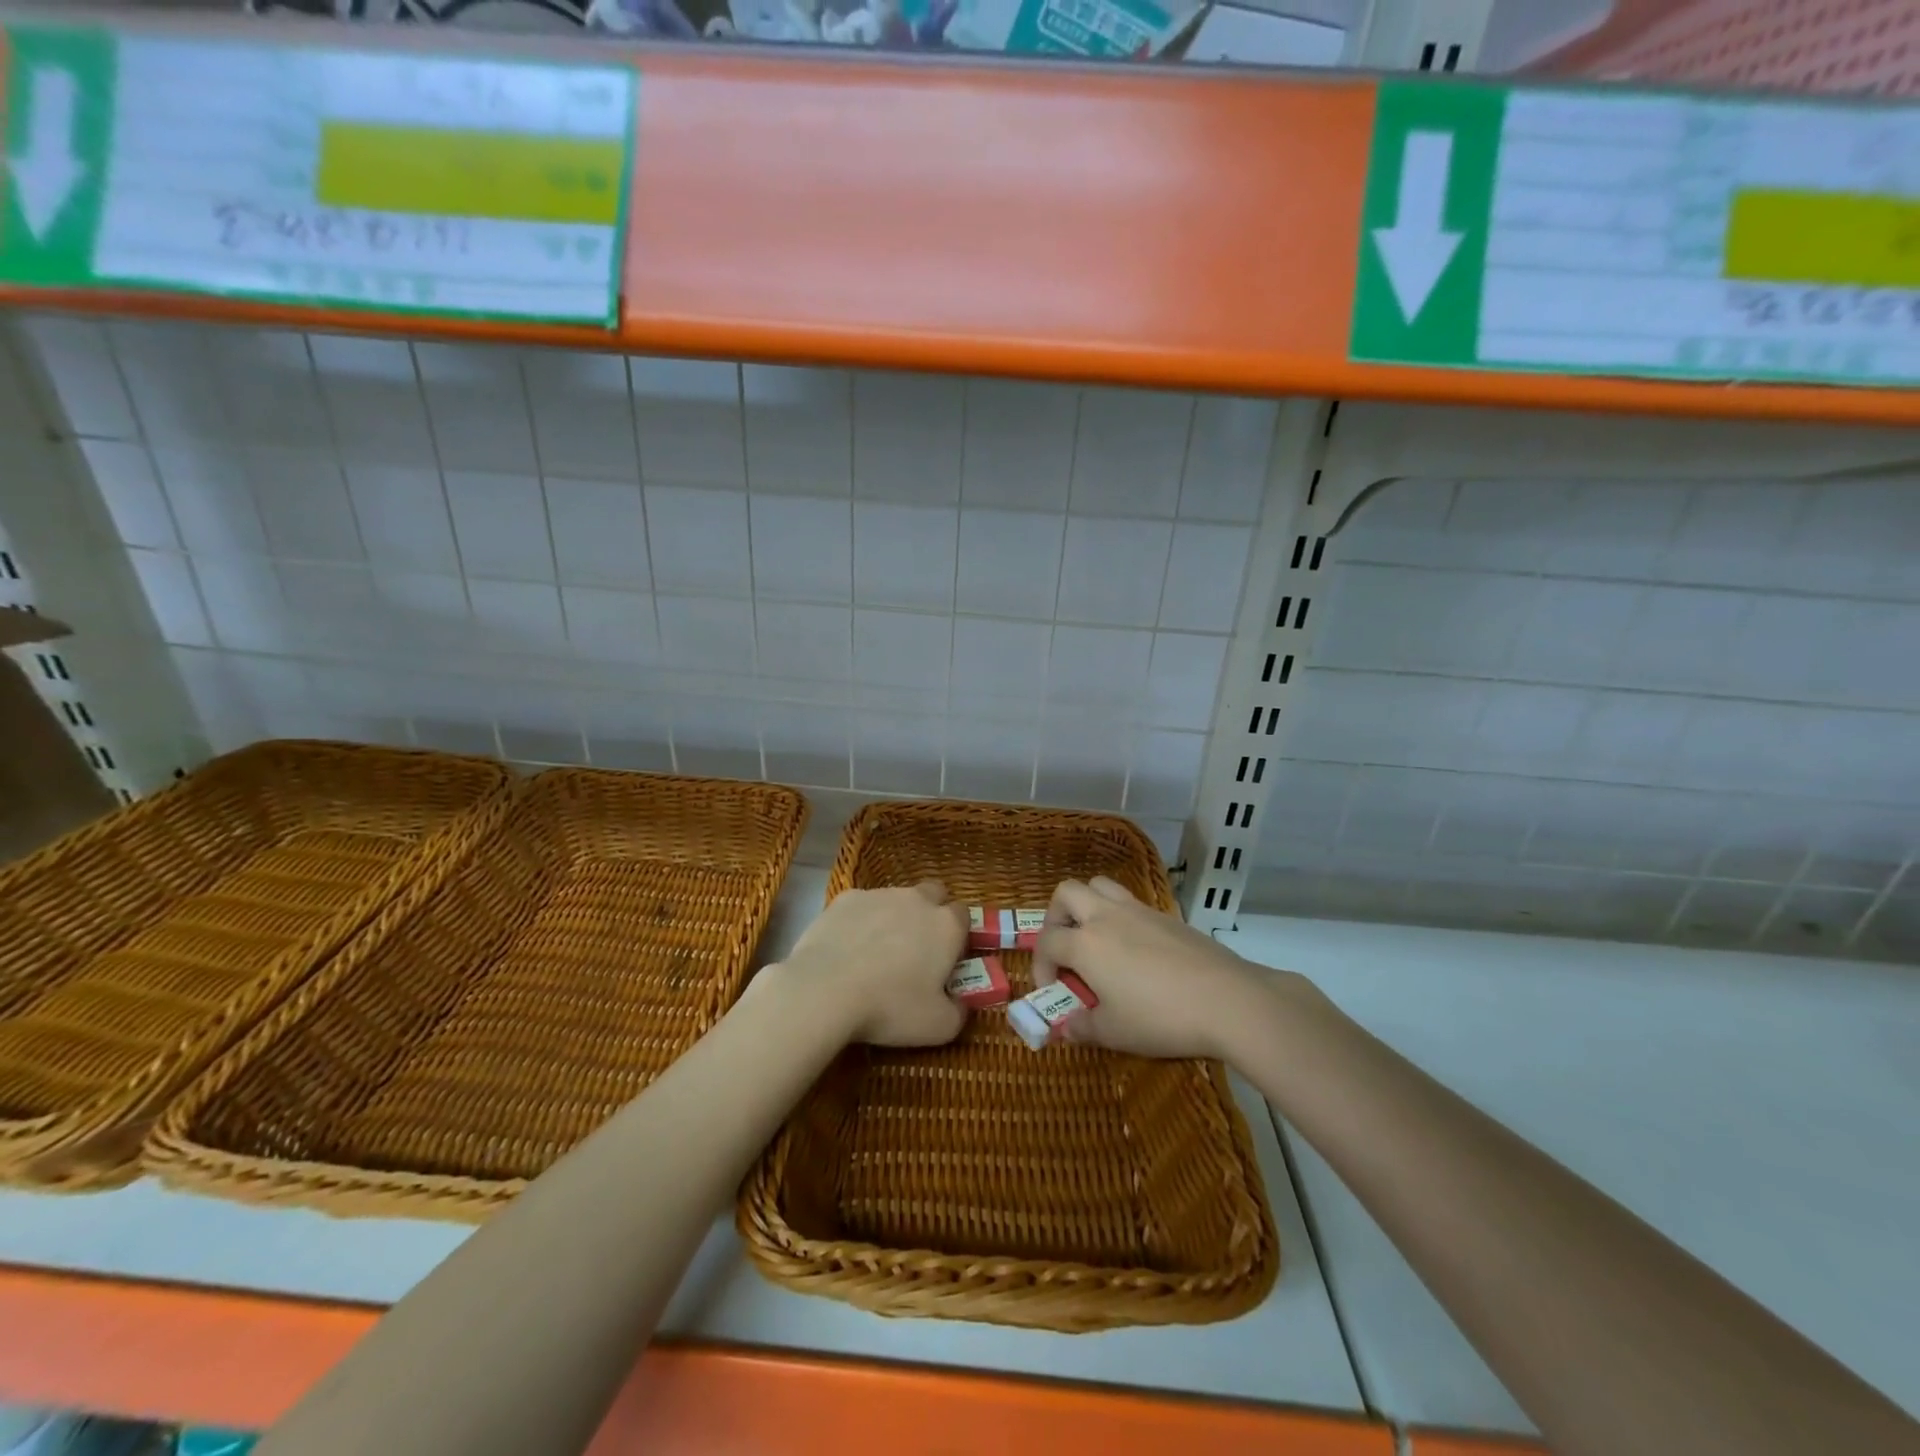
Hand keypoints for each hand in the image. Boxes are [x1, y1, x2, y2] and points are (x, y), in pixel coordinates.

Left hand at [776, 880, 968, 1047]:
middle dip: (931, 912)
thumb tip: (960, 1004)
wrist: (825, 990)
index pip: (964, 915)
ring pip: (896, 898)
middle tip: (918, 947)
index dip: (958, 935)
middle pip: (934, 894)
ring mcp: (879, 895)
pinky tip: (848, 948)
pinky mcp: (845, 898)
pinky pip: (861, 905)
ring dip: (895, 916)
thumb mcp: (938, 1026)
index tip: (948, 957)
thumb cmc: (890, 1008)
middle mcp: (917, 900)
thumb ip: (959, 1012)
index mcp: (946, 925)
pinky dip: (860, 921)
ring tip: (877, 952)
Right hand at [1031, 877, 1279, 1061]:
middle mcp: (1106, 916)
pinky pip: (1131, 902)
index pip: (1046, 941)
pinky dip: (1120, 917)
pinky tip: (1135, 951)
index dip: (1040, 965)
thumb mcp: (1114, 1032)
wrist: (1228, 1000)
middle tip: (1065, 948)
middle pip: (1067, 893)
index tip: (1052, 991)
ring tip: (1096, 939)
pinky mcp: (1167, 916)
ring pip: (1100, 886)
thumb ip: (1082, 1027)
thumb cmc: (1161, 1017)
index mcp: (1085, 943)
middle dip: (1056, 917)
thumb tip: (1066, 1028)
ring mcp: (1139, 910)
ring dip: (1087, 906)